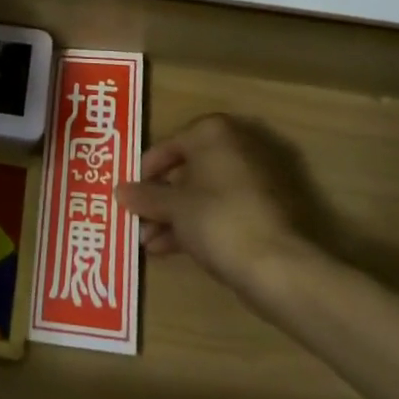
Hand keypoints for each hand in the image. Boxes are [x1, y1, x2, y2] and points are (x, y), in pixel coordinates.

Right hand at [118, 115, 328, 292]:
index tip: (130, 194)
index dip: (145, 171)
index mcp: (214, 132)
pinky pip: (222, 210)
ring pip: (204, 193)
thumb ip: (145, 196)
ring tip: (149, 244)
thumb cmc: (218, 219)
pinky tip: (172, 250)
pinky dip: (198, 225)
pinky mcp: (266, 210)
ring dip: (174, 217)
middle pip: (187, 170)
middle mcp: (237, 146)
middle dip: (160, 199)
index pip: (169, 144)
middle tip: (138, 221)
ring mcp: (256, 179)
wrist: (279, 266)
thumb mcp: (173, 207)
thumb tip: (119, 191)